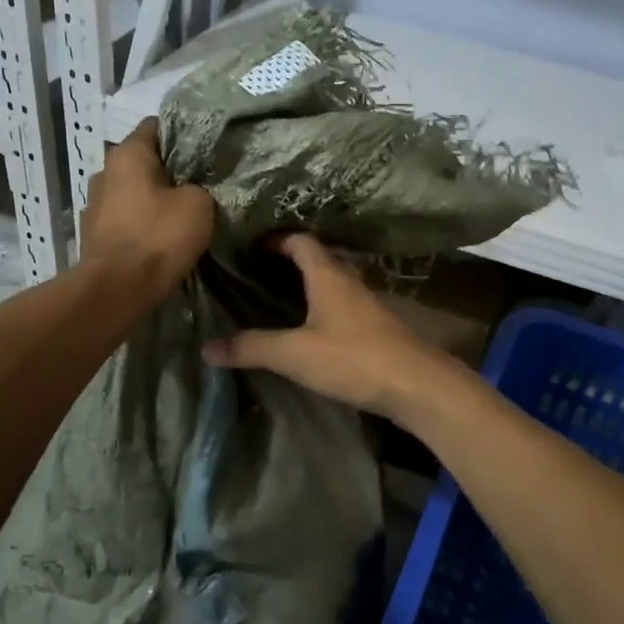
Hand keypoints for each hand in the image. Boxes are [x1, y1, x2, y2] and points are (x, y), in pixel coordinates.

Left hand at [80, 119, 214, 297]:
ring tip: (180, 215)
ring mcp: (94, 205)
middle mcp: (104, 172)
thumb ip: (200, 187)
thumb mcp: (199, 204)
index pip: (156, 126)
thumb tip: (193, 191)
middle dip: (169, 171)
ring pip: (133, 193)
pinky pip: (125, 220)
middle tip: (199, 184)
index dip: (183, 134)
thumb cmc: (158, 236)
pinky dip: (141, 225)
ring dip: (153, 201)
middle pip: (143, 163)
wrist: (118, 289)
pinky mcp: (94, 235)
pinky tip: (159, 239)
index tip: (205, 150)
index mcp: (127, 154)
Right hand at [201, 233, 458, 419]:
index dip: (277, 239)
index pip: (302, 241)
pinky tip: (312, 329)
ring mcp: (368, 305)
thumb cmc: (354, 358)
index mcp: (329, 276)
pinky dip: (323, 308)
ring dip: (309, 286)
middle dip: (290, 261)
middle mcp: (350, 282)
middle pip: (319, 259)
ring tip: (279, 299)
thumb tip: (206, 347)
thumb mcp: (295, 354)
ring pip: (334, 284)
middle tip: (258, 273)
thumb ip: (252, 347)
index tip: (252, 246)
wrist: (416, 385)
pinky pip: (344, 306)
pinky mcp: (377, 328)